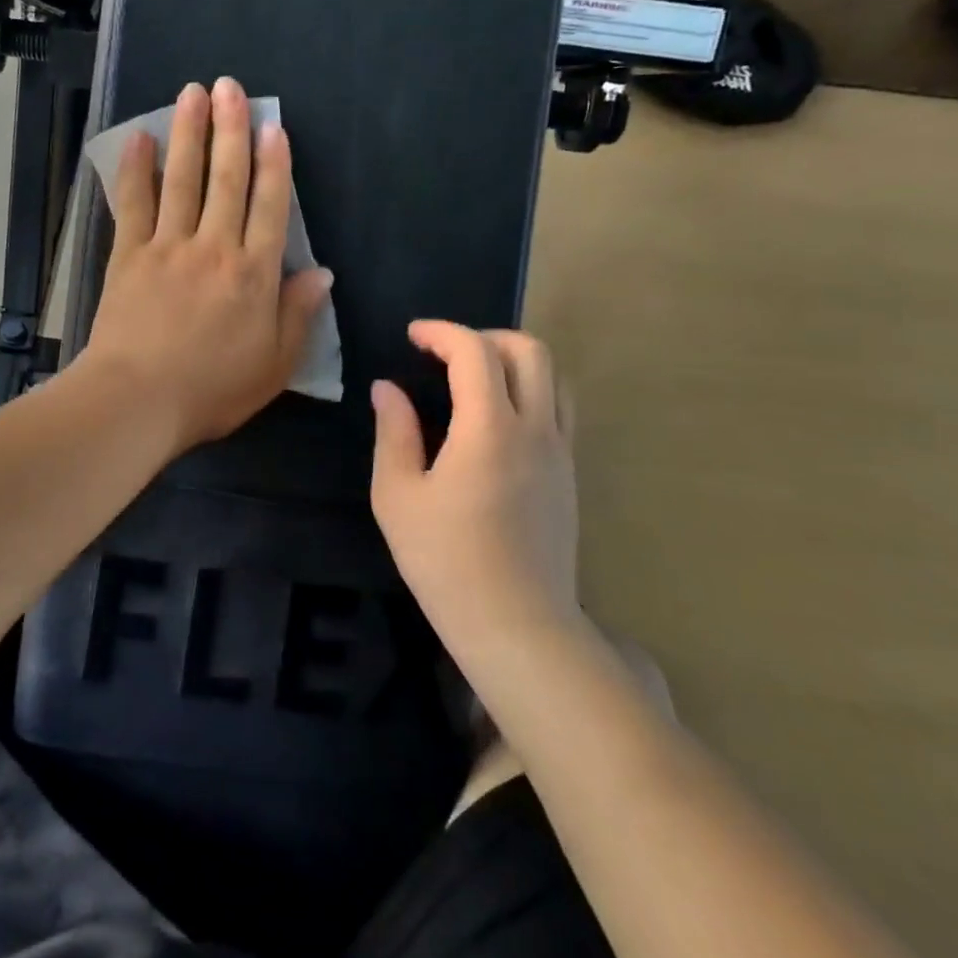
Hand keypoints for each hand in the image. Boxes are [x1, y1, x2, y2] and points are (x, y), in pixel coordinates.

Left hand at [81, 78, 332, 454]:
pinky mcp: (128, 255)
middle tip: (230, 87)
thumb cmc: (211, 390)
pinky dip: (135, 169)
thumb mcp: (274, 365)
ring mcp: (168, 246)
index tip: (272, 126)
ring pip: (183, 179)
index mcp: (254, 275)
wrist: (138, 400)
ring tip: (193, 93)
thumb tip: (322, 272)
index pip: (270, 207)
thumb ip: (298, 315)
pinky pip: (133, 203)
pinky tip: (138, 138)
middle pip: (227, 179)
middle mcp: (214, 248)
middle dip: (231, 130)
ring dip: (188, 133)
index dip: (274, 164)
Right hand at [370, 322, 583, 666]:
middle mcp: (535, 429)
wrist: (517, 625)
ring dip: (513, 360)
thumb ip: (393, 432)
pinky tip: (496, 419)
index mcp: (488, 429)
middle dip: (483, 336)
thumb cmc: (445, 560)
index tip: (412, 336)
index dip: (442, 332)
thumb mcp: (397, 495)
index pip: (475, 351)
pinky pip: (559, 408)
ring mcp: (560, 452)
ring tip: (473, 378)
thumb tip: (387, 389)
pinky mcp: (570, 475)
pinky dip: (529, 390)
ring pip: (552, 376)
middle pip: (528, 350)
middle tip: (444, 352)